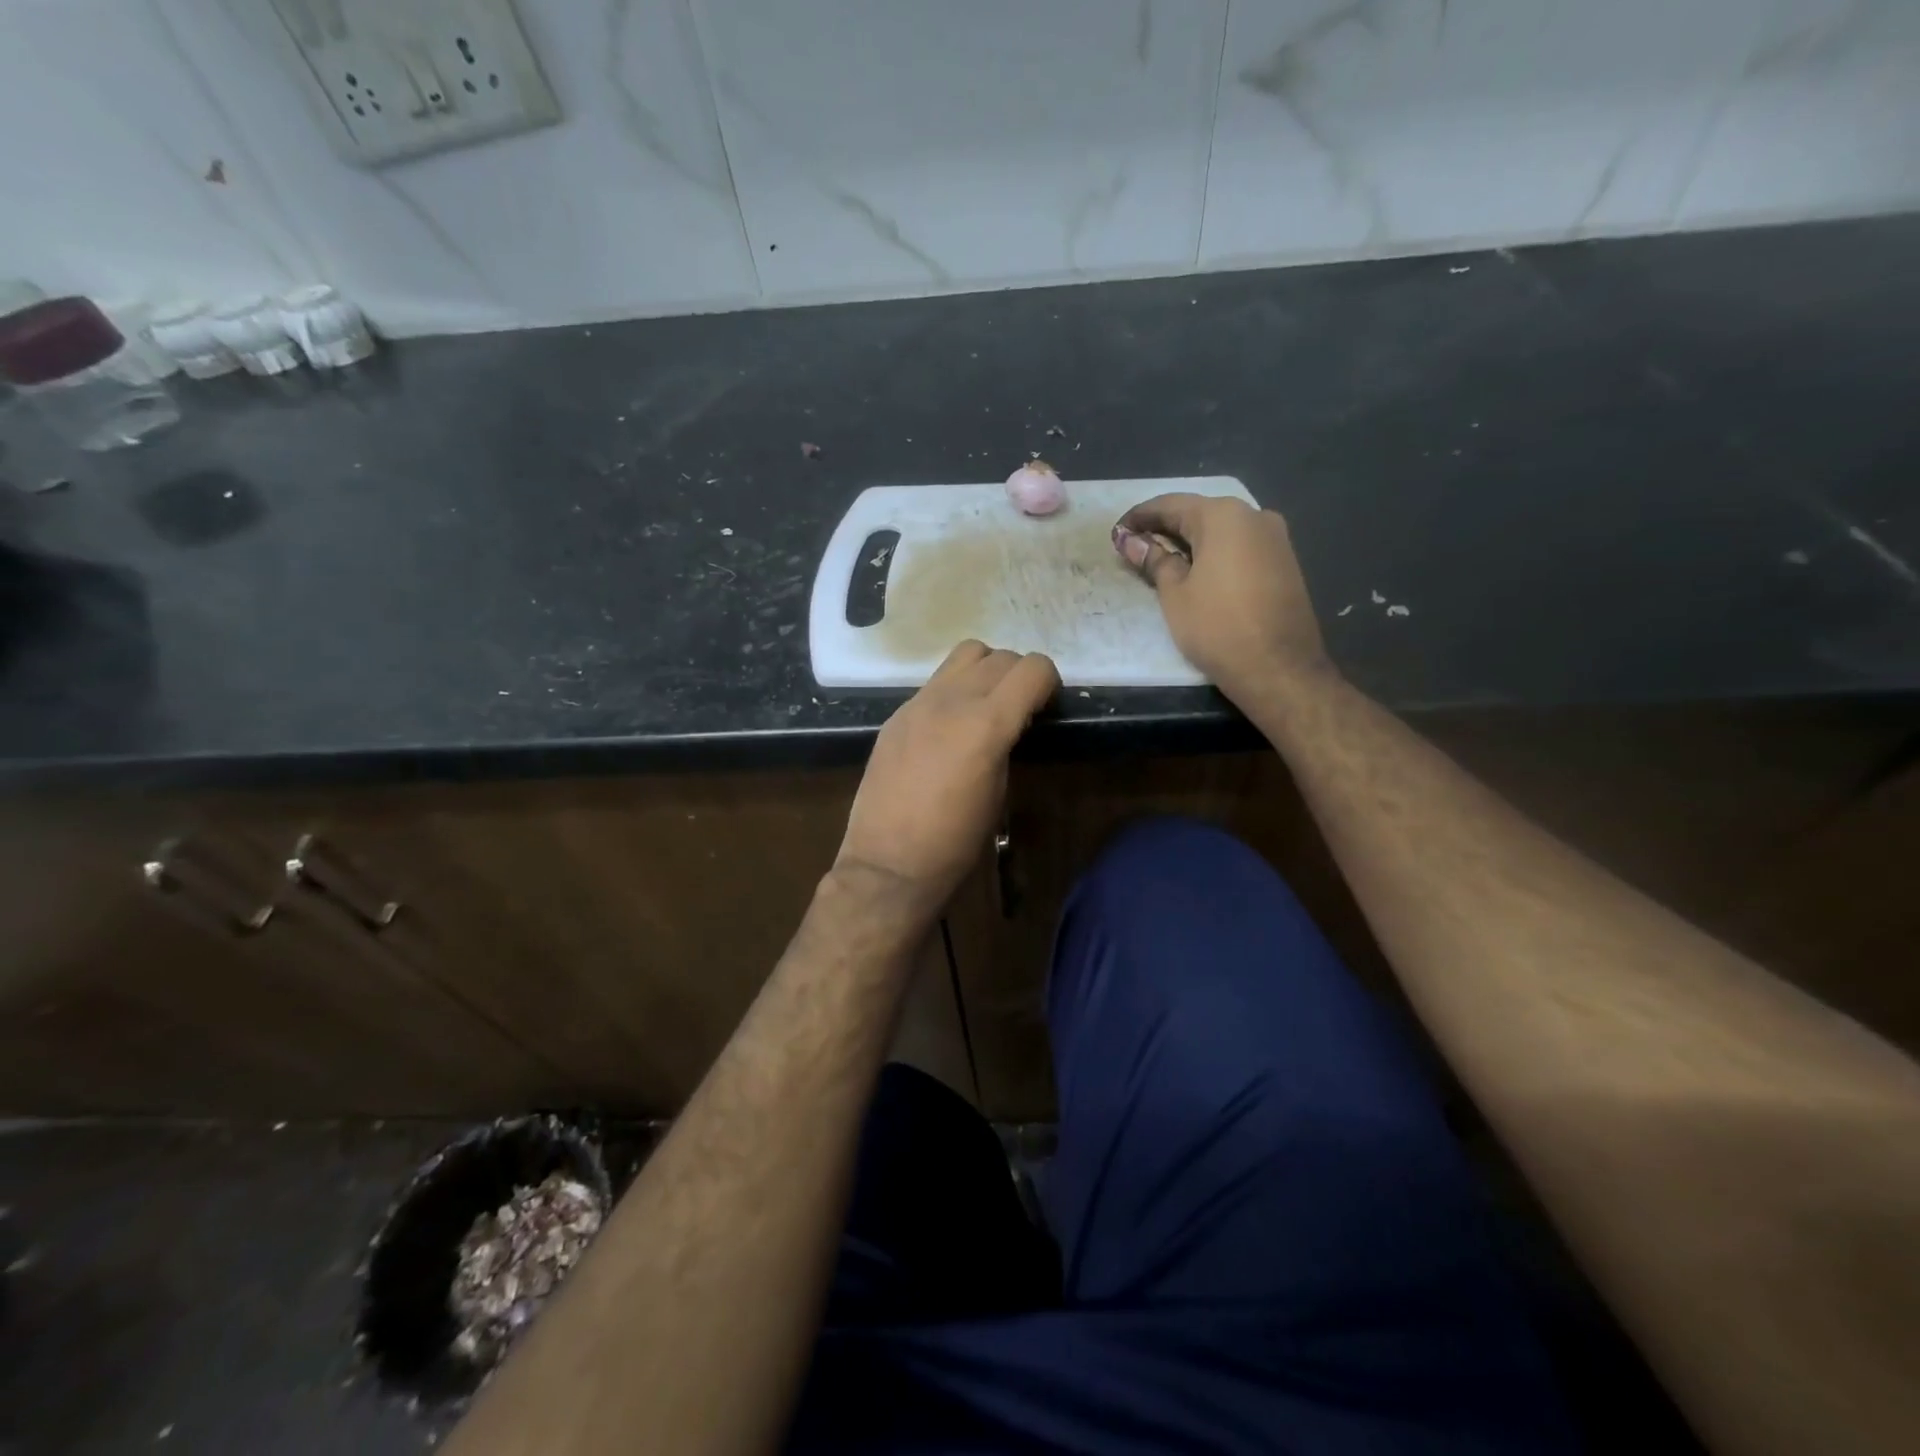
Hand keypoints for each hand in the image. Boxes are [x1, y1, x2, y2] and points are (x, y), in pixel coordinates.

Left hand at [835, 641, 1059, 918]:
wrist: (888, 862)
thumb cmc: (955, 841)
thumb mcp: (998, 791)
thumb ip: (1006, 743)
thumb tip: (1011, 722)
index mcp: (987, 724)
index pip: (1032, 668)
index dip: (1048, 682)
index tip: (1046, 705)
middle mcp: (953, 700)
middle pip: (1001, 657)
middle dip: (1019, 676)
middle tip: (1020, 708)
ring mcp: (919, 702)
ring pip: (966, 654)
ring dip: (986, 670)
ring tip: (986, 704)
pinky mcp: (897, 714)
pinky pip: (936, 681)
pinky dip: (955, 689)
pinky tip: (950, 724)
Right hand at [1112, 494, 1329, 695]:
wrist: (1279, 667)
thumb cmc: (1217, 627)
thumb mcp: (1175, 594)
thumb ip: (1154, 560)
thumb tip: (1132, 541)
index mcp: (1224, 515)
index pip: (1172, 505)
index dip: (1140, 517)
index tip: (1117, 531)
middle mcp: (1254, 515)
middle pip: (1199, 513)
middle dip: (1165, 527)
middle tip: (1135, 545)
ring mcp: (1275, 537)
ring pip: (1222, 530)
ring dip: (1190, 540)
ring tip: (1161, 558)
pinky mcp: (1284, 561)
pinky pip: (1240, 546)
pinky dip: (1214, 552)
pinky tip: (1196, 569)